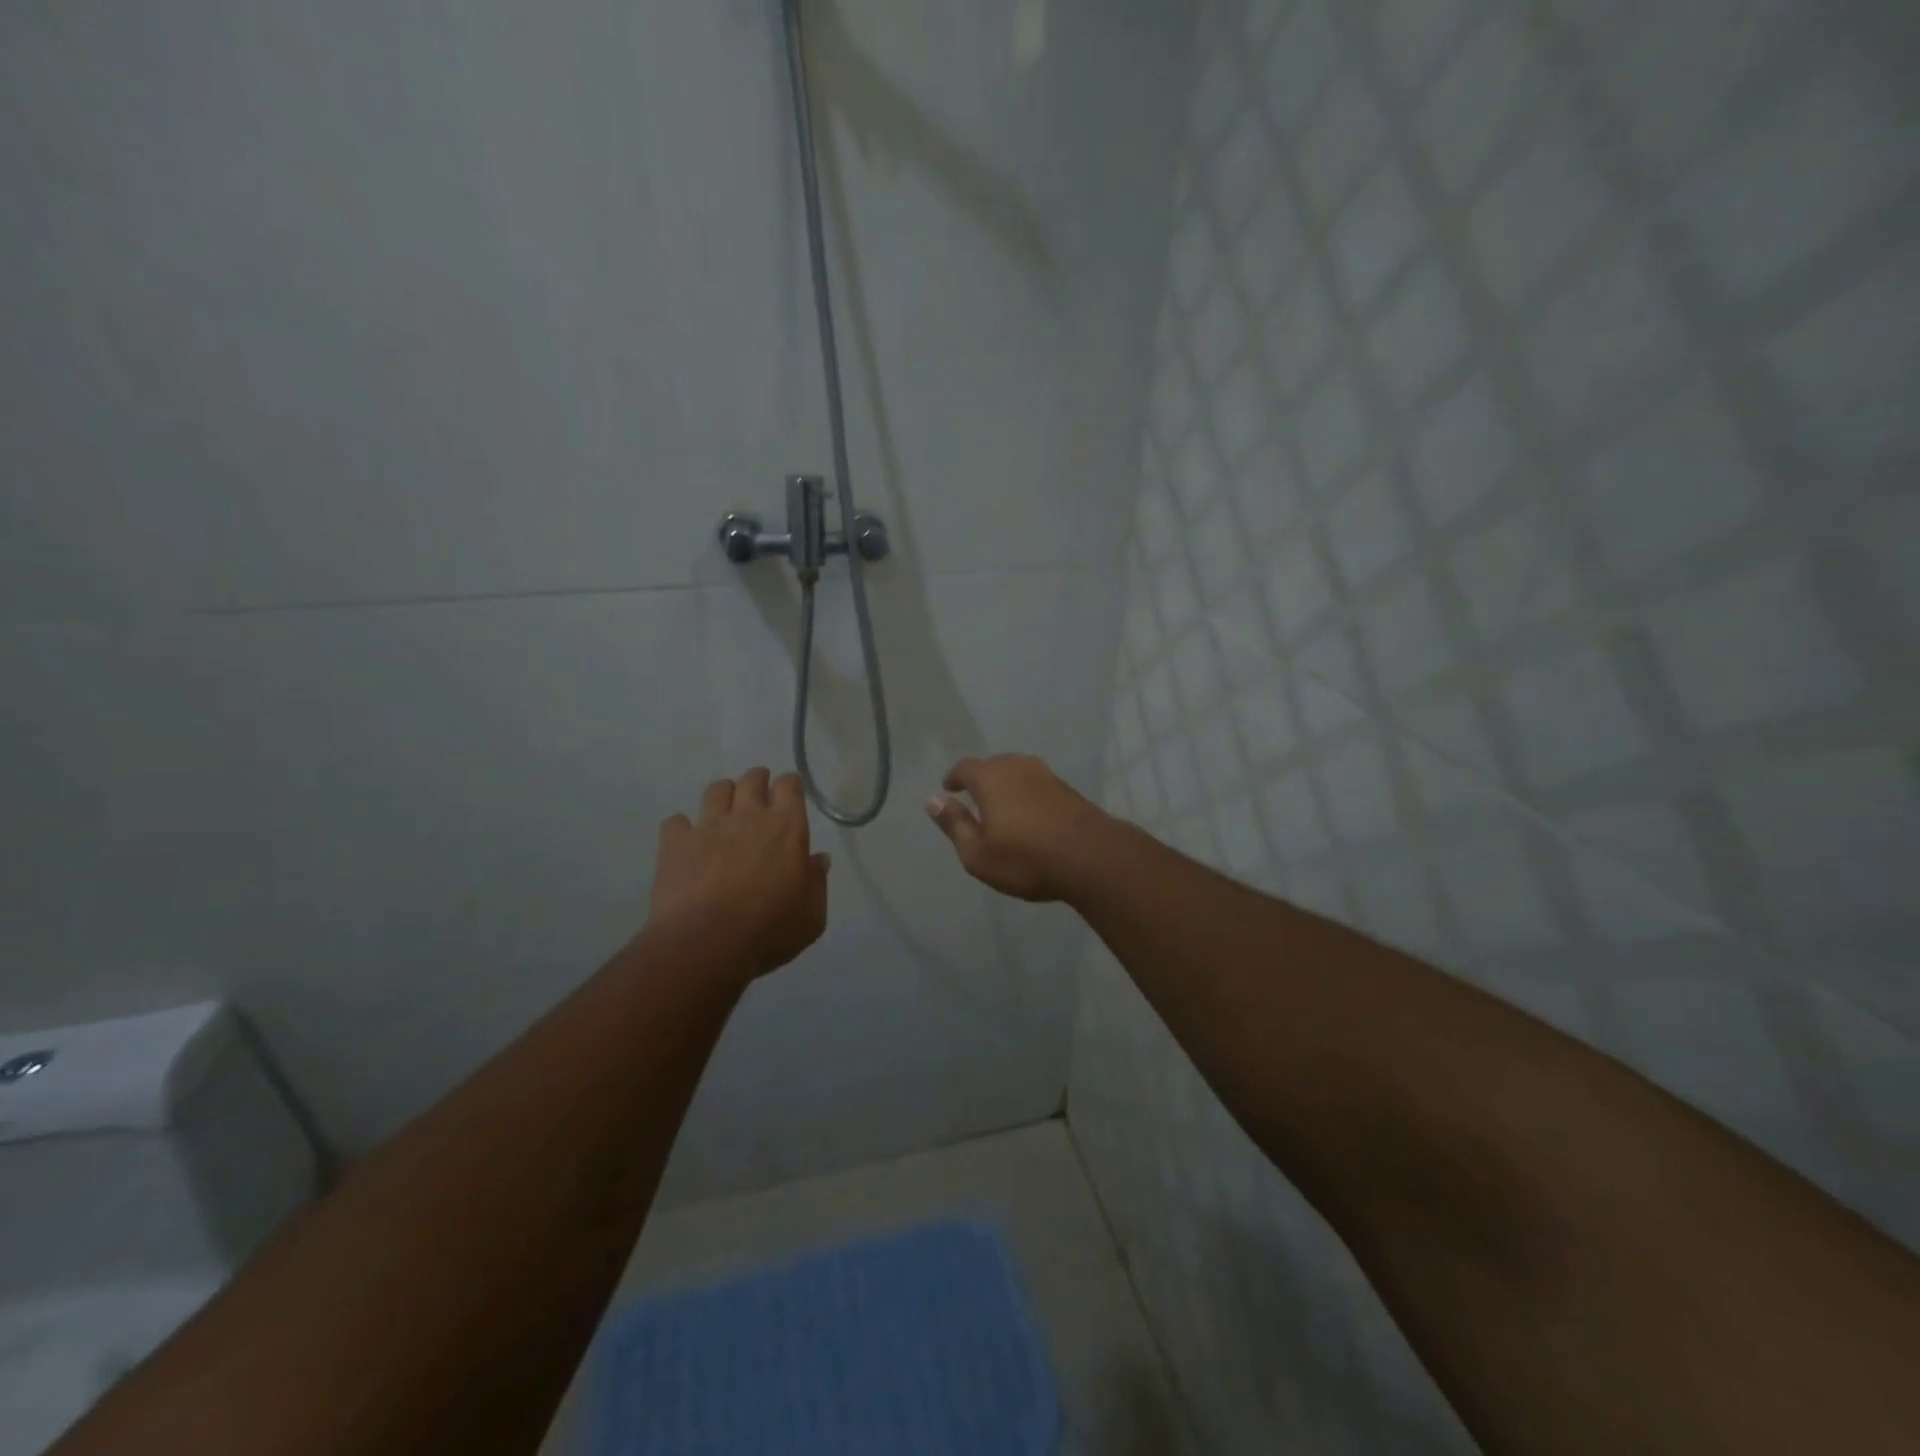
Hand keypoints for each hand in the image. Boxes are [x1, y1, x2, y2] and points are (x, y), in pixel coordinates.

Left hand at [650, 769, 829, 980]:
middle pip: (752, 779)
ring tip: (724, 814)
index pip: (789, 785)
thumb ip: (817, 881)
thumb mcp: (812, 914)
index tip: (790, 796)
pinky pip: (676, 822)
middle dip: (757, 781)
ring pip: (716, 790)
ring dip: (723, 796)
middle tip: (759, 798)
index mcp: (786, 827)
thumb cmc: (770, 928)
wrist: (707, 941)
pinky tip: (687, 843)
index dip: (789, 787)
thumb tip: (819, 859)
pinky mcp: (676, 843)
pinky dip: (682, 829)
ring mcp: (708, 826)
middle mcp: (748, 816)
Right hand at [924, 754, 1106, 901]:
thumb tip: (932, 800)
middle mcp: (1018, 766)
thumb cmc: (1026, 858)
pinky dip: (1027, 794)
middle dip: (980, 779)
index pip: (965, 768)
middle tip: (973, 798)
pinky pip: (1037, 785)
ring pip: (1018, 772)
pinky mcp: (1068, 789)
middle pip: (993, 765)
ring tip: (1001, 806)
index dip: (954, 778)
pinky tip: (1029, 814)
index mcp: (990, 777)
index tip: (949, 788)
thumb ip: (954, 824)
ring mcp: (1046, 775)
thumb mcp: (978, 853)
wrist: (1092, 858)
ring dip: (1006, 785)